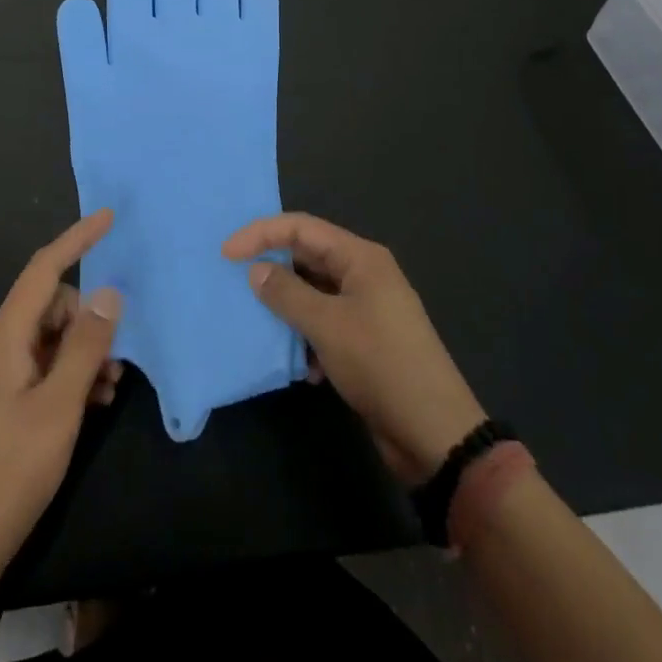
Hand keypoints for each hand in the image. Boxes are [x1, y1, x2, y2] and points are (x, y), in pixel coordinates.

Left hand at [0, 210, 122, 602]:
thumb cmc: (7, 472)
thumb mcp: (57, 409)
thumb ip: (85, 347)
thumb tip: (108, 293)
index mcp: (5, 336)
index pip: (44, 268)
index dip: (76, 239)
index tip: (108, 218)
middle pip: (51, 304)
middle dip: (88, 318)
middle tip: (117, 358)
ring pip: (49, 338)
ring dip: (83, 351)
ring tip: (109, 388)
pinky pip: (41, 367)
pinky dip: (69, 375)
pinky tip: (91, 404)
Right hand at [224, 213, 483, 483]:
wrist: (436, 433)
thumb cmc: (381, 365)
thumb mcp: (327, 326)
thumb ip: (287, 293)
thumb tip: (256, 270)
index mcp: (360, 258)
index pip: (301, 227)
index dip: (261, 234)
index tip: (226, 253)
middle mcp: (364, 274)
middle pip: (308, 256)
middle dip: (273, 270)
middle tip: (236, 282)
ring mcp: (368, 308)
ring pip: (315, 293)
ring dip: (289, 308)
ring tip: (262, 325)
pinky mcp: (367, 341)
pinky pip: (326, 324)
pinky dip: (308, 338)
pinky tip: (303, 367)